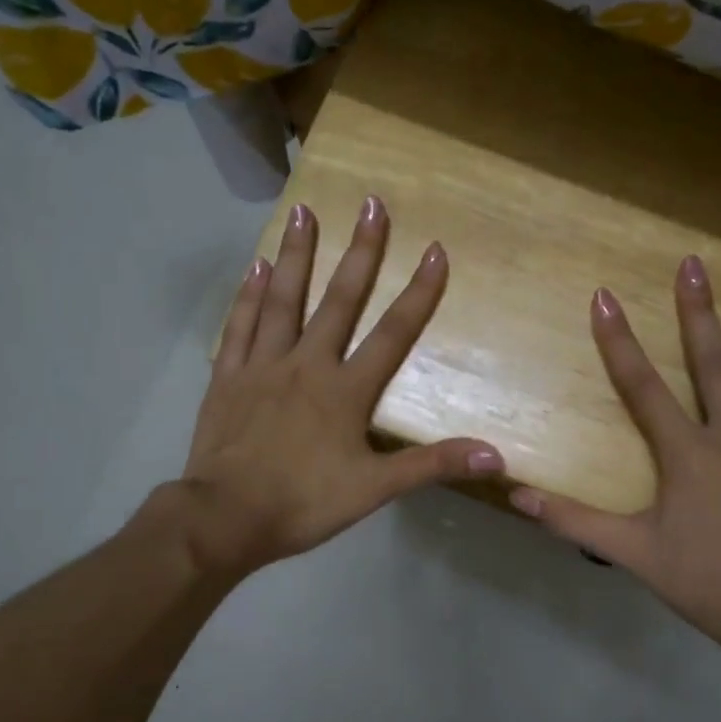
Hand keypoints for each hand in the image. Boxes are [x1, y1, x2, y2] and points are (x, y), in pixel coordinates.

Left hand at [174, 198, 504, 579]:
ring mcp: (262, 366)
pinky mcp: (227, 376)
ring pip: (282, 300)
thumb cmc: (303, 503)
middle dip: (360, 252)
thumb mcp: (375, 490)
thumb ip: (432, 465)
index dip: (419, 292)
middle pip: (338, 300)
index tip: (437, 251)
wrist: (225, 518)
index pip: (392, 333)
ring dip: (296, 254)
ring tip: (303, 211)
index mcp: (345, 390)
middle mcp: (306, 364)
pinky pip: (239, 326)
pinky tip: (255, 267)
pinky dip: (247, 295)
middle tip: (370, 203)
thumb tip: (496, 455)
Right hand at [508, 259, 720, 655]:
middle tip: (695, 264)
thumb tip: (517, 497)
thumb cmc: (703, 582)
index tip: (605, 298)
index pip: (643, 389)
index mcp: (689, 455)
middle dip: (700, 314)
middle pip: (716, 367)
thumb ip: (574, 521)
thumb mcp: (631, 552)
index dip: (620, 343)